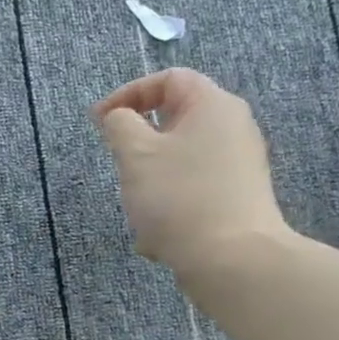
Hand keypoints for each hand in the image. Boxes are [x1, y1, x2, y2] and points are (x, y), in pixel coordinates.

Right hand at [92, 68, 290, 274]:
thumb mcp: (135, 155)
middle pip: (174, 123)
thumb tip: (119, 116)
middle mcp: (233, 128)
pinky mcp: (238, 199)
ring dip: (150, 183)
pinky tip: (158, 239)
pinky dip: (170, 206)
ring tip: (138, 212)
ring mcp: (239, 166)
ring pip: (179, 162)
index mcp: (212, 105)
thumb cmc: (178, 198)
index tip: (99, 122)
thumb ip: (119, 125)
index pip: (168, 79)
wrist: (231, 260)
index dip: (128, 94)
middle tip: (119, 169)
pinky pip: (193, 191)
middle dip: (138, 147)